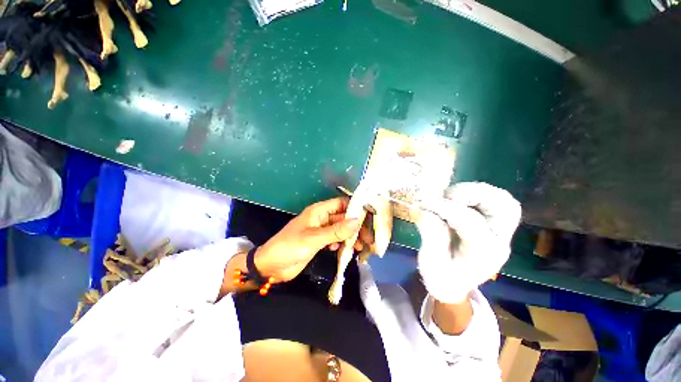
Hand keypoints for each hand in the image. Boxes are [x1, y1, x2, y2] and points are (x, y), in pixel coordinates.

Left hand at [254, 198, 363, 282]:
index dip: (355, 208)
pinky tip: (346, 250)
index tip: (369, 217)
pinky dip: (342, 243)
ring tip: (361, 247)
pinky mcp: (320, 242)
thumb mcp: (314, 238)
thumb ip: (336, 230)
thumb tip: (357, 221)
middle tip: (368, 238)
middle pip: (344, 218)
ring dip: (351, 236)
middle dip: (356, 226)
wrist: (271, 267)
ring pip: (341, 229)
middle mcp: (322, 218)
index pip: (341, 203)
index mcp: (319, 211)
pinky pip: (336, 239)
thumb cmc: (290, 247)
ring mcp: (321, 230)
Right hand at [416, 182, 520, 302]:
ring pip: (503, 200)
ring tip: (449, 196)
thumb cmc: (441, 276)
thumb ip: (431, 236)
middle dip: (474, 194)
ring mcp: (500, 232)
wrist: (453, 284)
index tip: (424, 203)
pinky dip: (476, 193)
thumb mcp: (430, 262)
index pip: (471, 223)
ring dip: (476, 191)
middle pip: (505, 207)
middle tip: (446, 195)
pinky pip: (495, 200)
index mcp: (483, 255)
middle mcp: (499, 241)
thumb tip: (425, 211)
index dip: (446, 208)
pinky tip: (455, 198)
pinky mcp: (494, 224)